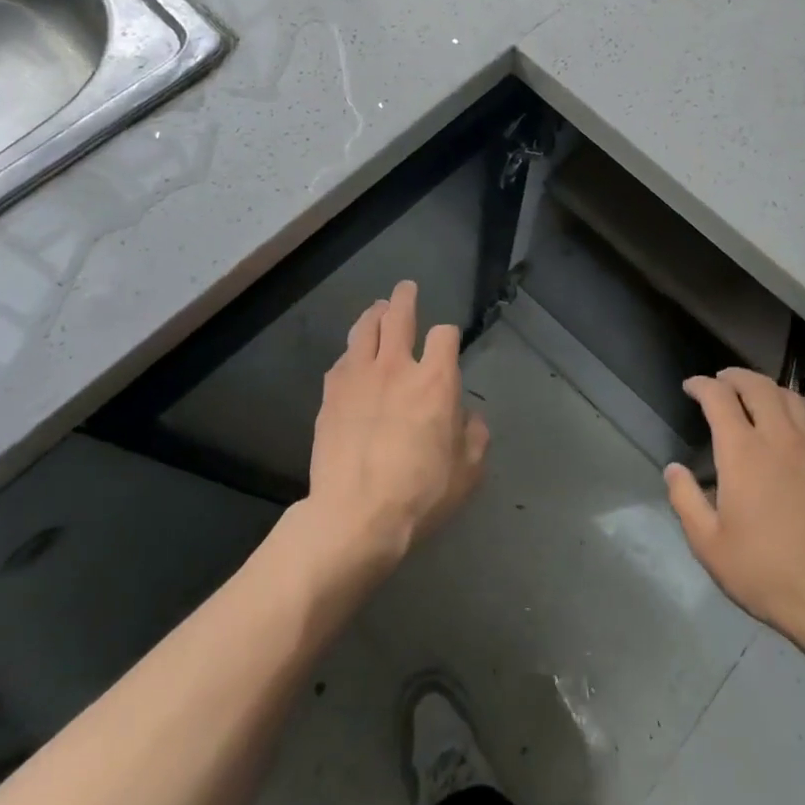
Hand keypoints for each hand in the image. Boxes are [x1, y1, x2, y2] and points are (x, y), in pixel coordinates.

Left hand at [304, 281, 488, 574]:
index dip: (448, 335)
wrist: (355, 516)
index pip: (444, 335)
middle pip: (399, 315)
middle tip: (406, 289)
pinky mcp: (331, 395)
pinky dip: (351, 353)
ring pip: (364, 329)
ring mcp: (359, 378)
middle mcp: (397, 367)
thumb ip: (474, 435)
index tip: (446, 343)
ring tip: (377, 310)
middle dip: (405, 298)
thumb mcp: (468, 471)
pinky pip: (341, 361)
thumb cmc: (420, 494)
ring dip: (373, 315)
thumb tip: (467, 417)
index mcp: (435, 381)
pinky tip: (351, 359)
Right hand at [666, 368, 804, 658]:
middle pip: (757, 385)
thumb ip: (686, 500)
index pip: (719, 397)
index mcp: (743, 452)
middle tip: (719, 381)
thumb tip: (674, 469)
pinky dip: (792, 412)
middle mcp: (778, 437)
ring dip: (766, 388)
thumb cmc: (765, 571)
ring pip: (790, 397)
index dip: (701, 385)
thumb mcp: (709, 544)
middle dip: (734, 376)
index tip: (690, 387)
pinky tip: (788, 430)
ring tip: (753, 396)